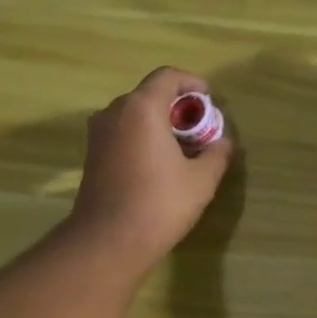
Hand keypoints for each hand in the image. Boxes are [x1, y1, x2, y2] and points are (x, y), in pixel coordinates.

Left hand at [69, 66, 232, 273]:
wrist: (109, 241)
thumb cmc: (159, 204)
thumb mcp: (201, 180)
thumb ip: (217, 154)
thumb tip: (223, 142)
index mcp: (142, 108)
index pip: (168, 77)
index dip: (192, 83)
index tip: (210, 100)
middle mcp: (115, 113)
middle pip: (149, 95)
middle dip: (178, 108)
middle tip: (201, 130)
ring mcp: (99, 135)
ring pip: (134, 116)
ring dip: (160, 125)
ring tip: (183, 149)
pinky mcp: (93, 156)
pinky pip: (123, 134)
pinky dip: (143, 139)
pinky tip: (160, 165)